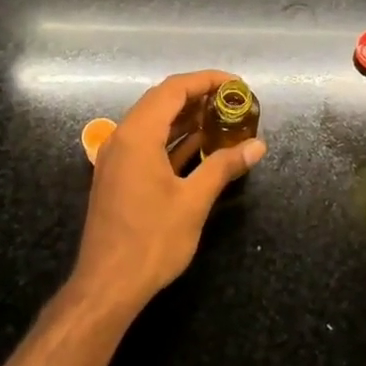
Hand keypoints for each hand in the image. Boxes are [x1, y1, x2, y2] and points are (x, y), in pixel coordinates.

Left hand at [70, 69, 266, 317]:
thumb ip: (224, 167)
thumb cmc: (152, 240)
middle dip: (198, 96)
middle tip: (232, 101)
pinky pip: (148, 144)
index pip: (173, 89)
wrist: (107, 285)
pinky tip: (200, 146)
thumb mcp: (194, 201)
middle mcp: (123, 138)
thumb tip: (257, 146)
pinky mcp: (118, 176)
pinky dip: (174, 140)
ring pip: (154, 123)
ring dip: (186, 118)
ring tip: (222, 118)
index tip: (236, 84)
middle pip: (161, 101)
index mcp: (138, 135)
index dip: (206, 80)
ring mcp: (117, 158)